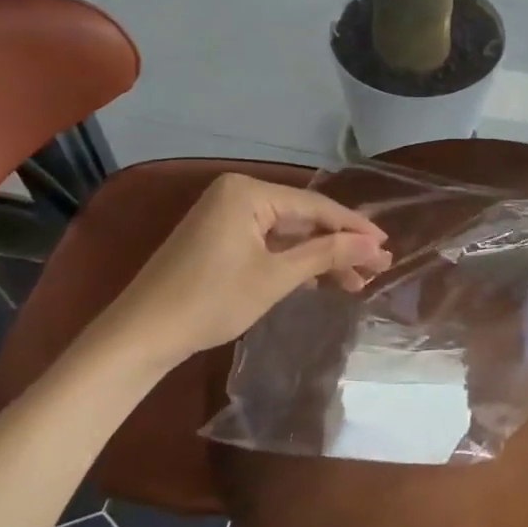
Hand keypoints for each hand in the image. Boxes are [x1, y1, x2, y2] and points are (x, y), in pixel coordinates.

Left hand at [95, 174, 391, 356]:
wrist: (142, 335)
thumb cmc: (211, 300)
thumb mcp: (276, 277)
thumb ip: (327, 254)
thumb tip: (374, 245)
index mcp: (248, 192)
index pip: (315, 205)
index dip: (354, 227)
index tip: (386, 245)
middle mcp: (238, 194)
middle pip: (302, 218)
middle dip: (340, 245)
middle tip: (378, 267)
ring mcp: (226, 216)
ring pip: (287, 233)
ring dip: (320, 257)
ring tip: (357, 281)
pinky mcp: (219, 238)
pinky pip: (268, 243)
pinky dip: (293, 261)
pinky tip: (321, 280)